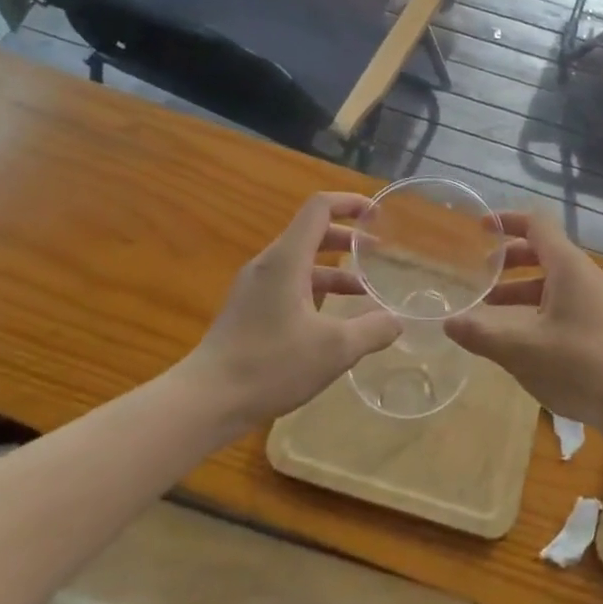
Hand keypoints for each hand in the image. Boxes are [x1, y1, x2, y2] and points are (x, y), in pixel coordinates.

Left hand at [188, 193, 400, 429]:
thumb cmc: (271, 365)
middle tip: (377, 253)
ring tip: (364, 292)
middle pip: (312, 233)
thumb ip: (372, 330)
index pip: (320, 208)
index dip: (351, 202)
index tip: (377, 215)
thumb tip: (397, 322)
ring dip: (334, 269)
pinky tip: (332, 320)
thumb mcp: (335, 349)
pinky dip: (316, 289)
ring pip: (301, 262)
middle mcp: (269, 264)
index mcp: (288, 259)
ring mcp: (255, 287)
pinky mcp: (248, 309)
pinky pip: (289, 284)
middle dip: (348, 239)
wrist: (205, 400)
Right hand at [445, 211, 602, 441]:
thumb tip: (448, 322)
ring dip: (521, 290)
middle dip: (510, 260)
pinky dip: (538, 309)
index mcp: (568, 266)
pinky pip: (564, 303)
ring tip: (490, 310)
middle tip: (481, 273)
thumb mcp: (522, 350)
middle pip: (544, 252)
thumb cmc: (581, 365)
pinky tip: (522, 338)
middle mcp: (585, 276)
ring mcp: (598, 301)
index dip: (507, 221)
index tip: (481, 229)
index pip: (536, 225)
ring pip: (553, 282)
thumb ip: (482, 334)